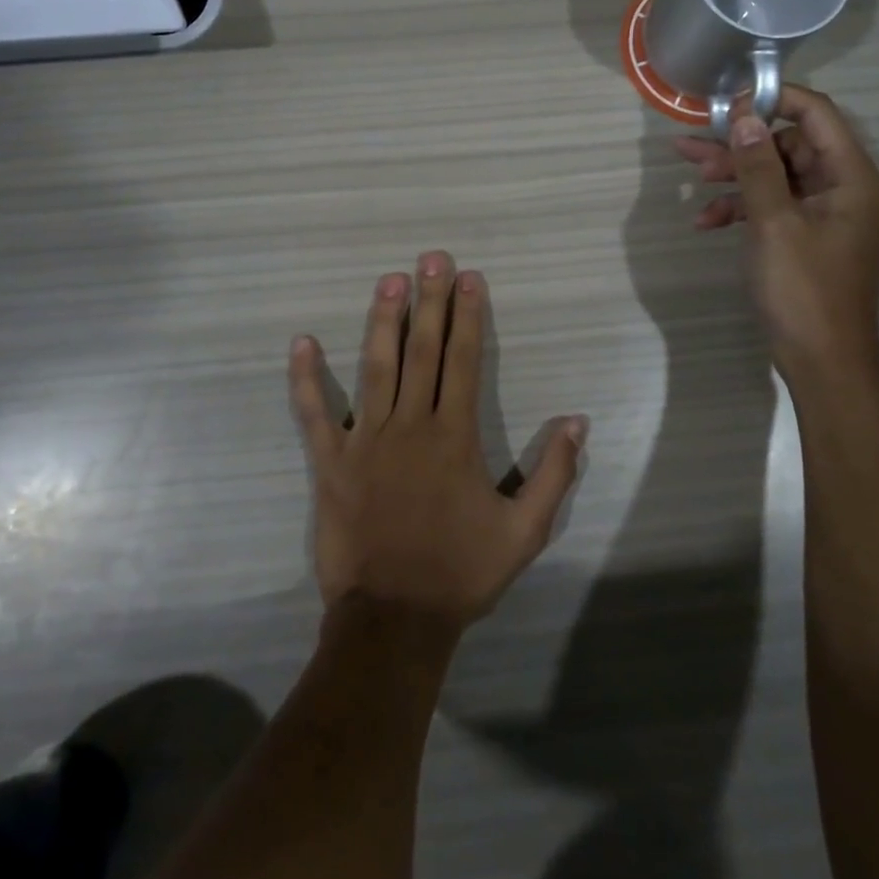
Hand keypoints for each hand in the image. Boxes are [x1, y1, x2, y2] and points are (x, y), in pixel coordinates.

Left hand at [287, 252, 586, 631]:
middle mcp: (411, 426)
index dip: (467, 316)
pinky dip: (306, 379)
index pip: (463, 361)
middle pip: (422, 351)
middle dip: (429, 300)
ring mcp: (366, 440)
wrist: (394, 620)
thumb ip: (553, 473)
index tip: (469, 278)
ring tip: (388, 280)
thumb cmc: (460, 573)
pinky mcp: (330, 462)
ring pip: (376, 368)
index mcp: (455, 437)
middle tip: (431, 258)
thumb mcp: (524, 532)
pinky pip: (315, 414)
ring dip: (382, 321)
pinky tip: (301, 342)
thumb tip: (577, 421)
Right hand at [675, 84, 878, 379]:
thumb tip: (744, 116)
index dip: (772, 100)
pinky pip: (770, 206)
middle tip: (691, 145)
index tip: (726, 102)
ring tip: (689, 174)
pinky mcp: (804, 235)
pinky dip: (739, 209)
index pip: (816, 113)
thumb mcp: (774, 224)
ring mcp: (823, 213)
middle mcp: (841, 187)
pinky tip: (705, 222)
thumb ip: (758, 167)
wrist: (822, 363)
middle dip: (739, 145)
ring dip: (733, 176)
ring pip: (773, 175)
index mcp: (850, 176)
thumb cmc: (804, 291)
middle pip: (788, 144)